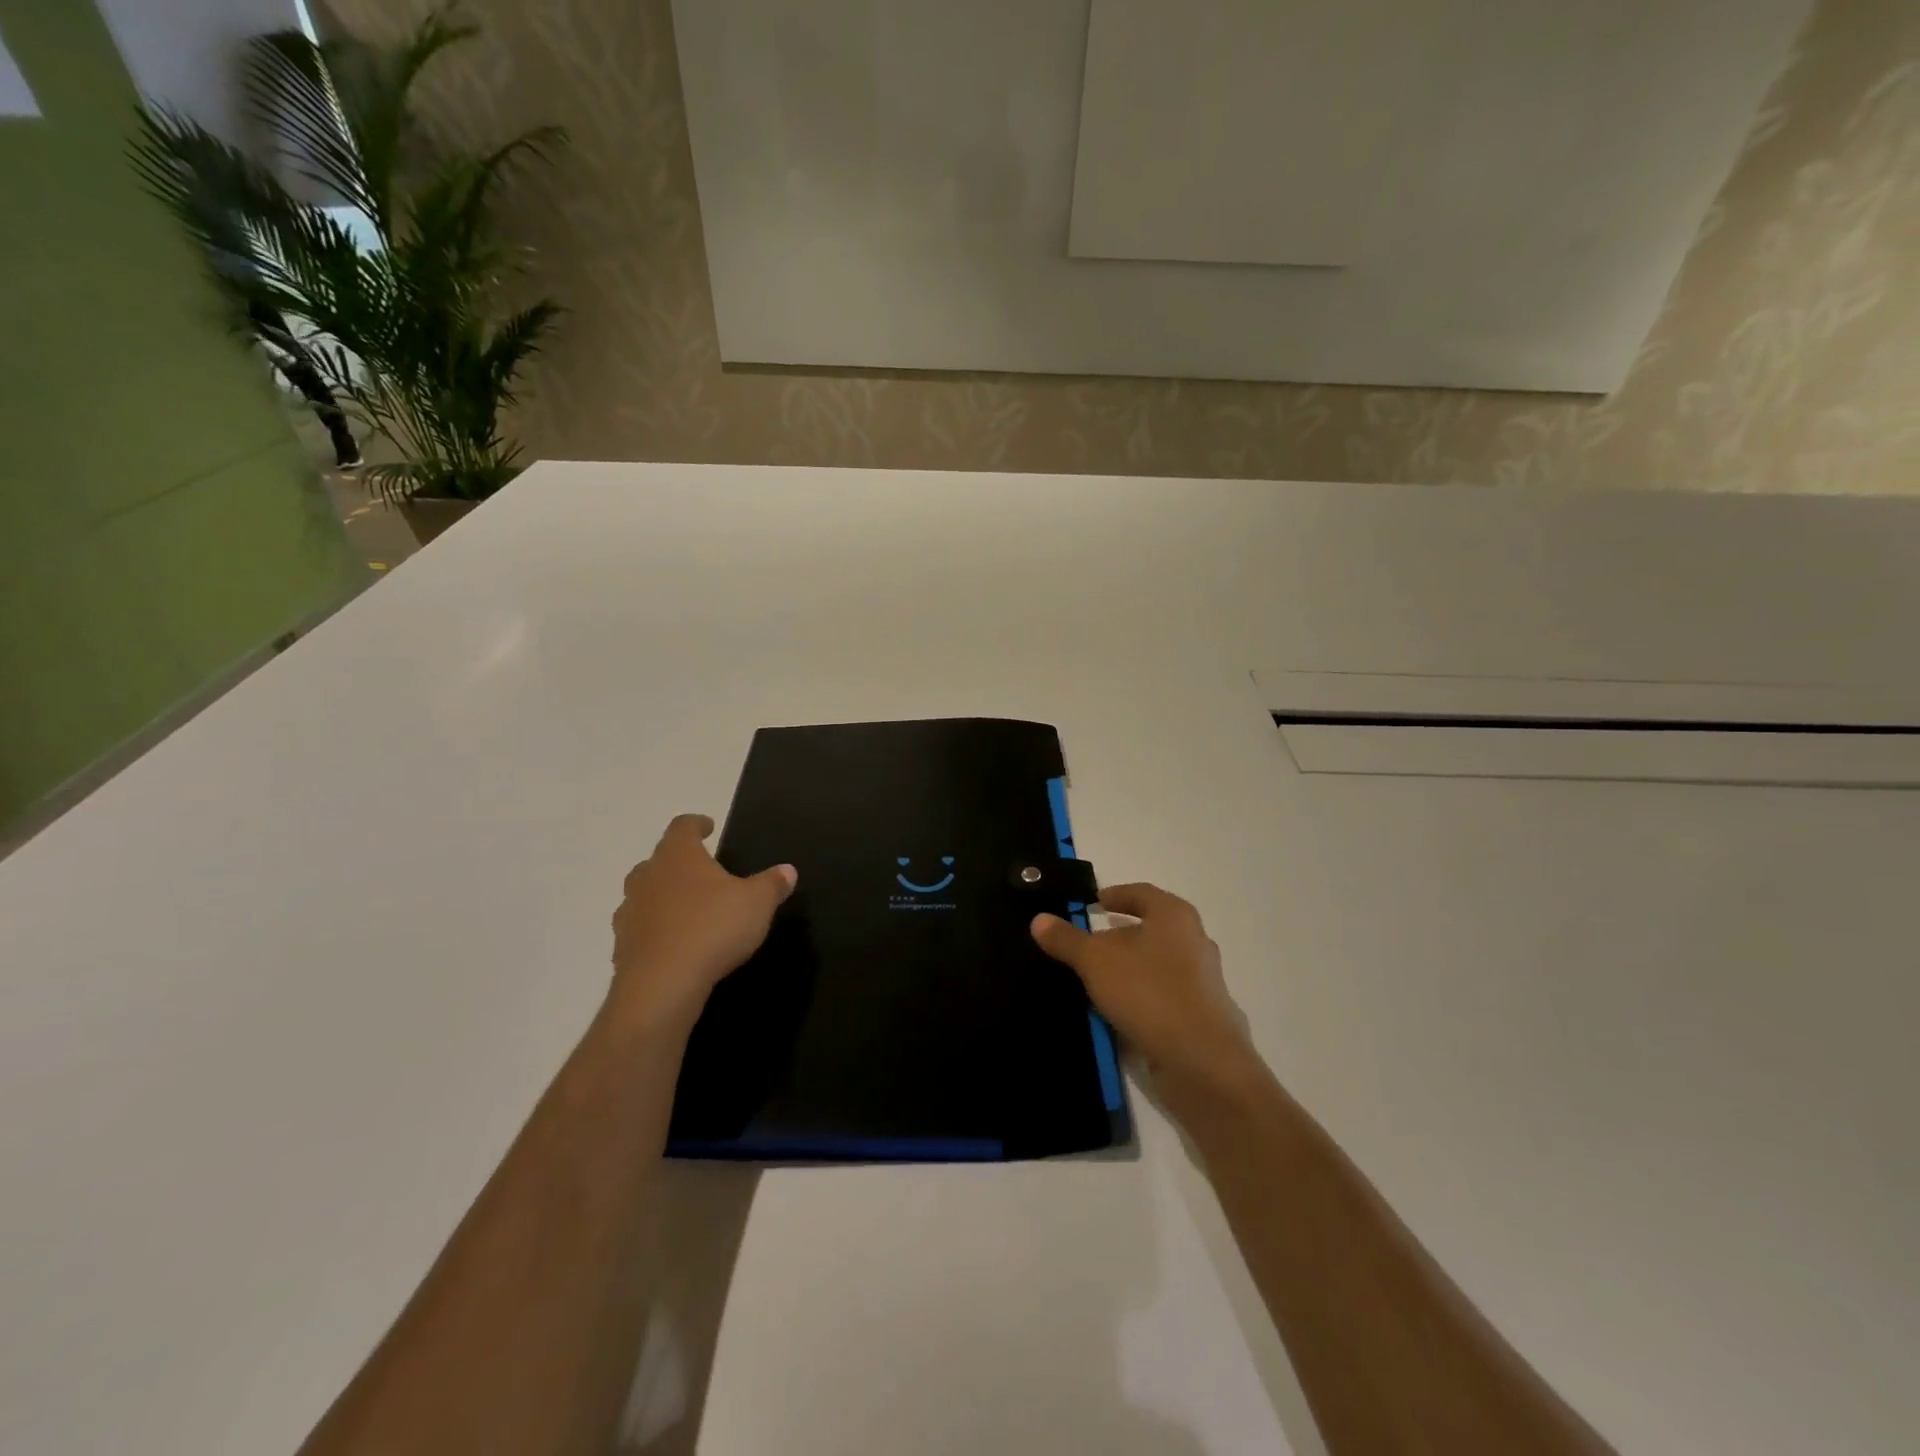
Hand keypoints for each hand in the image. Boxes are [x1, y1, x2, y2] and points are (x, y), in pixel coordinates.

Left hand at [608, 814, 796, 1036]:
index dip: (696, 824)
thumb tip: (787, 870)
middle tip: (701, 872)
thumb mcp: (757, 903)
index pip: (682, 827)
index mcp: (678, 856)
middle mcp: (648, 876)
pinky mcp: (621, 947)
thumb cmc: (713, 928)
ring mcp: (630, 912)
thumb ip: (772, 883)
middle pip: (658, 859)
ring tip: (687, 909)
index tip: (708, 827)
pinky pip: (640, 929)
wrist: (662, 986)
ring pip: (644, 894)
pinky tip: (674, 944)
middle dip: (678, 863)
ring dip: (662, 897)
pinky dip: (655, 931)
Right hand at [1031, 884, 1262, 1101]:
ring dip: (1129, 968)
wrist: (1203, 1063)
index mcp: (1175, 916)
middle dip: (1119, 935)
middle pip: (1151, 929)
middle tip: (1087, 943)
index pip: (1141, 893)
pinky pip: (1164, 994)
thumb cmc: (1149, 993)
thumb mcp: (1095, 961)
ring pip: (1158, 963)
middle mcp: (1195, 941)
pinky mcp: (1203, 1016)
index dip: (1115, 895)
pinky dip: (1141, 996)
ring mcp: (1203, 981)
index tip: (1092, 903)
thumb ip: (1067, 939)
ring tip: (1096, 979)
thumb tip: (1039, 920)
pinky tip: (1118, 1011)